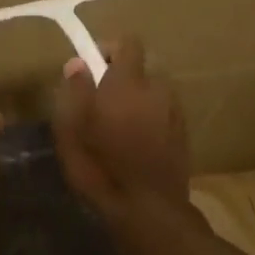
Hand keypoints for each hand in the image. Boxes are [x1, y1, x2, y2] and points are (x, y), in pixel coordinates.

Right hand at [52, 38, 192, 233]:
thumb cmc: (100, 169)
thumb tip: (78, 64)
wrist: (149, 211)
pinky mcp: (184, 134)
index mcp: (128, 83)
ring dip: (138, 100)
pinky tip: (136, 144)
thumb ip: (75, 91)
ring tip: (120, 126)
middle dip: (123, 78)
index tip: (91, 69)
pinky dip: (151, 119)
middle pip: (142, 69)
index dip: (109, 49)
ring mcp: (174, 112)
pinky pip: (164, 113)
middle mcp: (157, 90)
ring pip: (154, 92)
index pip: (128, 43)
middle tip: (101, 102)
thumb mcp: (71, 130)